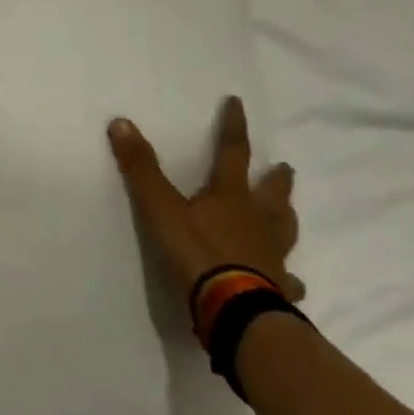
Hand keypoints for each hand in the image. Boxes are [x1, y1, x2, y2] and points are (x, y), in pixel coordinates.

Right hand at [108, 96, 304, 304]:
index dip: (233, 126)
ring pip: (285, 231)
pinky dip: (289, 277)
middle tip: (285, 167)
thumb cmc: (198, 254)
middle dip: (276, 178)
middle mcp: (257, 221)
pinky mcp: (278, 288)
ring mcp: (272, 256)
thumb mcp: (160, 208)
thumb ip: (141, 168)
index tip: (237, 103)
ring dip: (286, 218)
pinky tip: (293, 282)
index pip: (233, 152)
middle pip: (272, 193)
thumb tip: (120, 122)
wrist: (235, 312)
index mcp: (231, 196)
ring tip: (288, 212)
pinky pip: (288, 280)